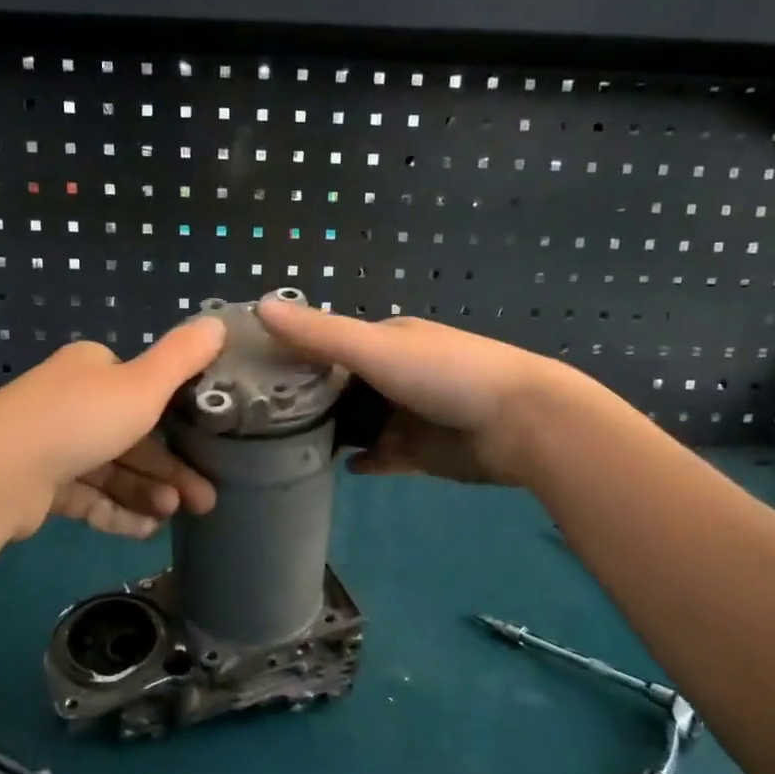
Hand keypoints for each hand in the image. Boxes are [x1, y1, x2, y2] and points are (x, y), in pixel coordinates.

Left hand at [0, 318, 224, 539]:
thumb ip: (183, 357)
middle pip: (133, 436)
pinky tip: (146, 530)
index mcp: (92, 368)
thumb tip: (218, 322)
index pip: (143, 387)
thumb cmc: (78, 421)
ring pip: (114, 470)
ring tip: (172, 515)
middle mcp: (71, 401)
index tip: (210, 446)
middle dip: (170, 469)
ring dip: (148, 492)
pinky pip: (90, 497)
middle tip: (204, 500)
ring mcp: (52, 445)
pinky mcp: (40, 485)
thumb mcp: (142, 385)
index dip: (179, 418)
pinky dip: (118, 512)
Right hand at [257, 301, 582, 486]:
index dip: (295, 359)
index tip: (254, 377)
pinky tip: (340, 468)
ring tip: (285, 449)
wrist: (520, 424)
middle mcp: (396, 374)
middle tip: (261, 423)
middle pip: (343, 388)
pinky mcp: (422, 453)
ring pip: (360, 424)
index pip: (330, 346)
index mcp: (388, 341)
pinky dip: (365, 460)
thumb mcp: (374, 348)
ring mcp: (410, 415)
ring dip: (334, 433)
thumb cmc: (444, 375)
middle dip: (310, 402)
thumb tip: (259, 305)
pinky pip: (384, 457)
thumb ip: (318, 334)